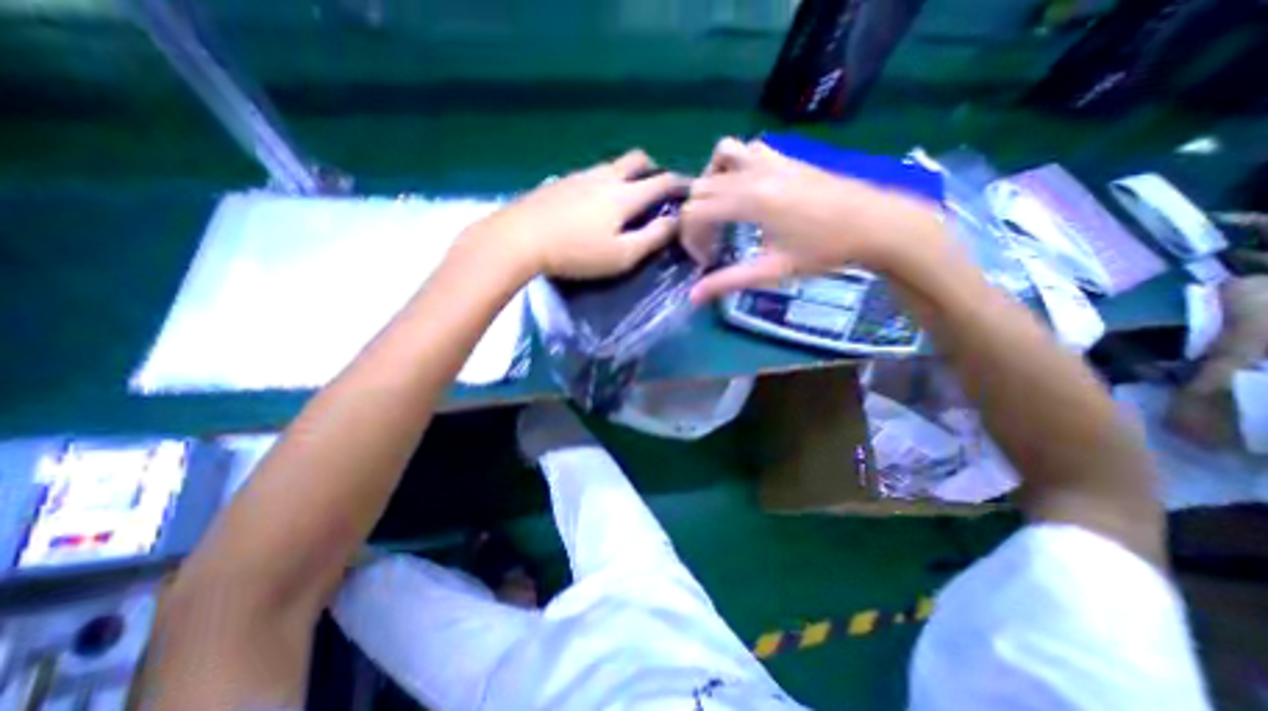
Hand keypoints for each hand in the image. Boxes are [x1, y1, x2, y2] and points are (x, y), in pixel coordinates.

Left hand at [475, 148, 691, 276]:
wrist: (519, 238)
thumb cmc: (577, 252)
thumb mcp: (622, 255)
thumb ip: (652, 237)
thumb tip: (676, 222)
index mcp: (624, 195)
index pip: (662, 181)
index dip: (680, 184)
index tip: (689, 190)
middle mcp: (605, 176)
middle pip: (637, 159)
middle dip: (653, 170)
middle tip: (655, 190)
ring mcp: (580, 175)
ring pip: (612, 165)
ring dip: (626, 175)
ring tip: (625, 198)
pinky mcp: (560, 182)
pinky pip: (591, 174)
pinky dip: (604, 182)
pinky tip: (594, 202)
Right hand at [677, 135, 946, 301]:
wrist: (875, 223)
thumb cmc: (823, 251)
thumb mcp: (772, 270)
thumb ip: (728, 281)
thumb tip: (692, 297)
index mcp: (749, 201)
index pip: (696, 211)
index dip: (691, 238)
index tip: (705, 259)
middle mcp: (753, 173)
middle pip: (701, 187)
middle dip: (696, 218)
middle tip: (711, 243)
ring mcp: (770, 159)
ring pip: (720, 156)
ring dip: (711, 183)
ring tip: (721, 209)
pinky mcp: (785, 156)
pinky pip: (747, 148)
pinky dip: (734, 165)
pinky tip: (746, 189)